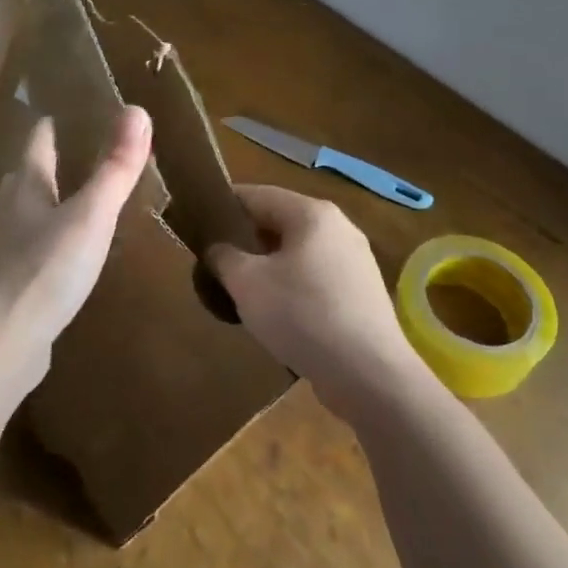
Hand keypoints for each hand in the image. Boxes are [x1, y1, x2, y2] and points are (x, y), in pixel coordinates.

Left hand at [0, 106, 152, 395]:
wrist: (1, 343)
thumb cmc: (46, 270)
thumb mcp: (91, 216)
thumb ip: (115, 168)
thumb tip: (137, 110)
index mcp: (26, 186)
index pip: (38, 140)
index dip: (53, 123)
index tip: (70, 109)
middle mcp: (9, 211)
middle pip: (28, 174)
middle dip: (50, 160)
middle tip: (81, 151)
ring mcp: (5, 249)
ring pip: (28, 212)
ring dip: (50, 200)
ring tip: (78, 197)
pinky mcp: (9, 283)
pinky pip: (32, 248)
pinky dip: (50, 238)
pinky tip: (66, 252)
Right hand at [208, 185, 426, 424]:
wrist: (369, 374)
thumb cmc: (302, 315)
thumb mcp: (247, 283)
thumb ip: (223, 257)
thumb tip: (218, 248)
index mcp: (312, 213)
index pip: (257, 194)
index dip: (224, 205)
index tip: (197, 223)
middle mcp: (339, 227)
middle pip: (280, 222)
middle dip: (246, 240)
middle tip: (214, 261)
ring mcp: (355, 261)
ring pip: (298, 252)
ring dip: (268, 266)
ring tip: (240, 289)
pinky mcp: (361, 293)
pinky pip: (316, 277)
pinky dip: (291, 286)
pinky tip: (276, 313)